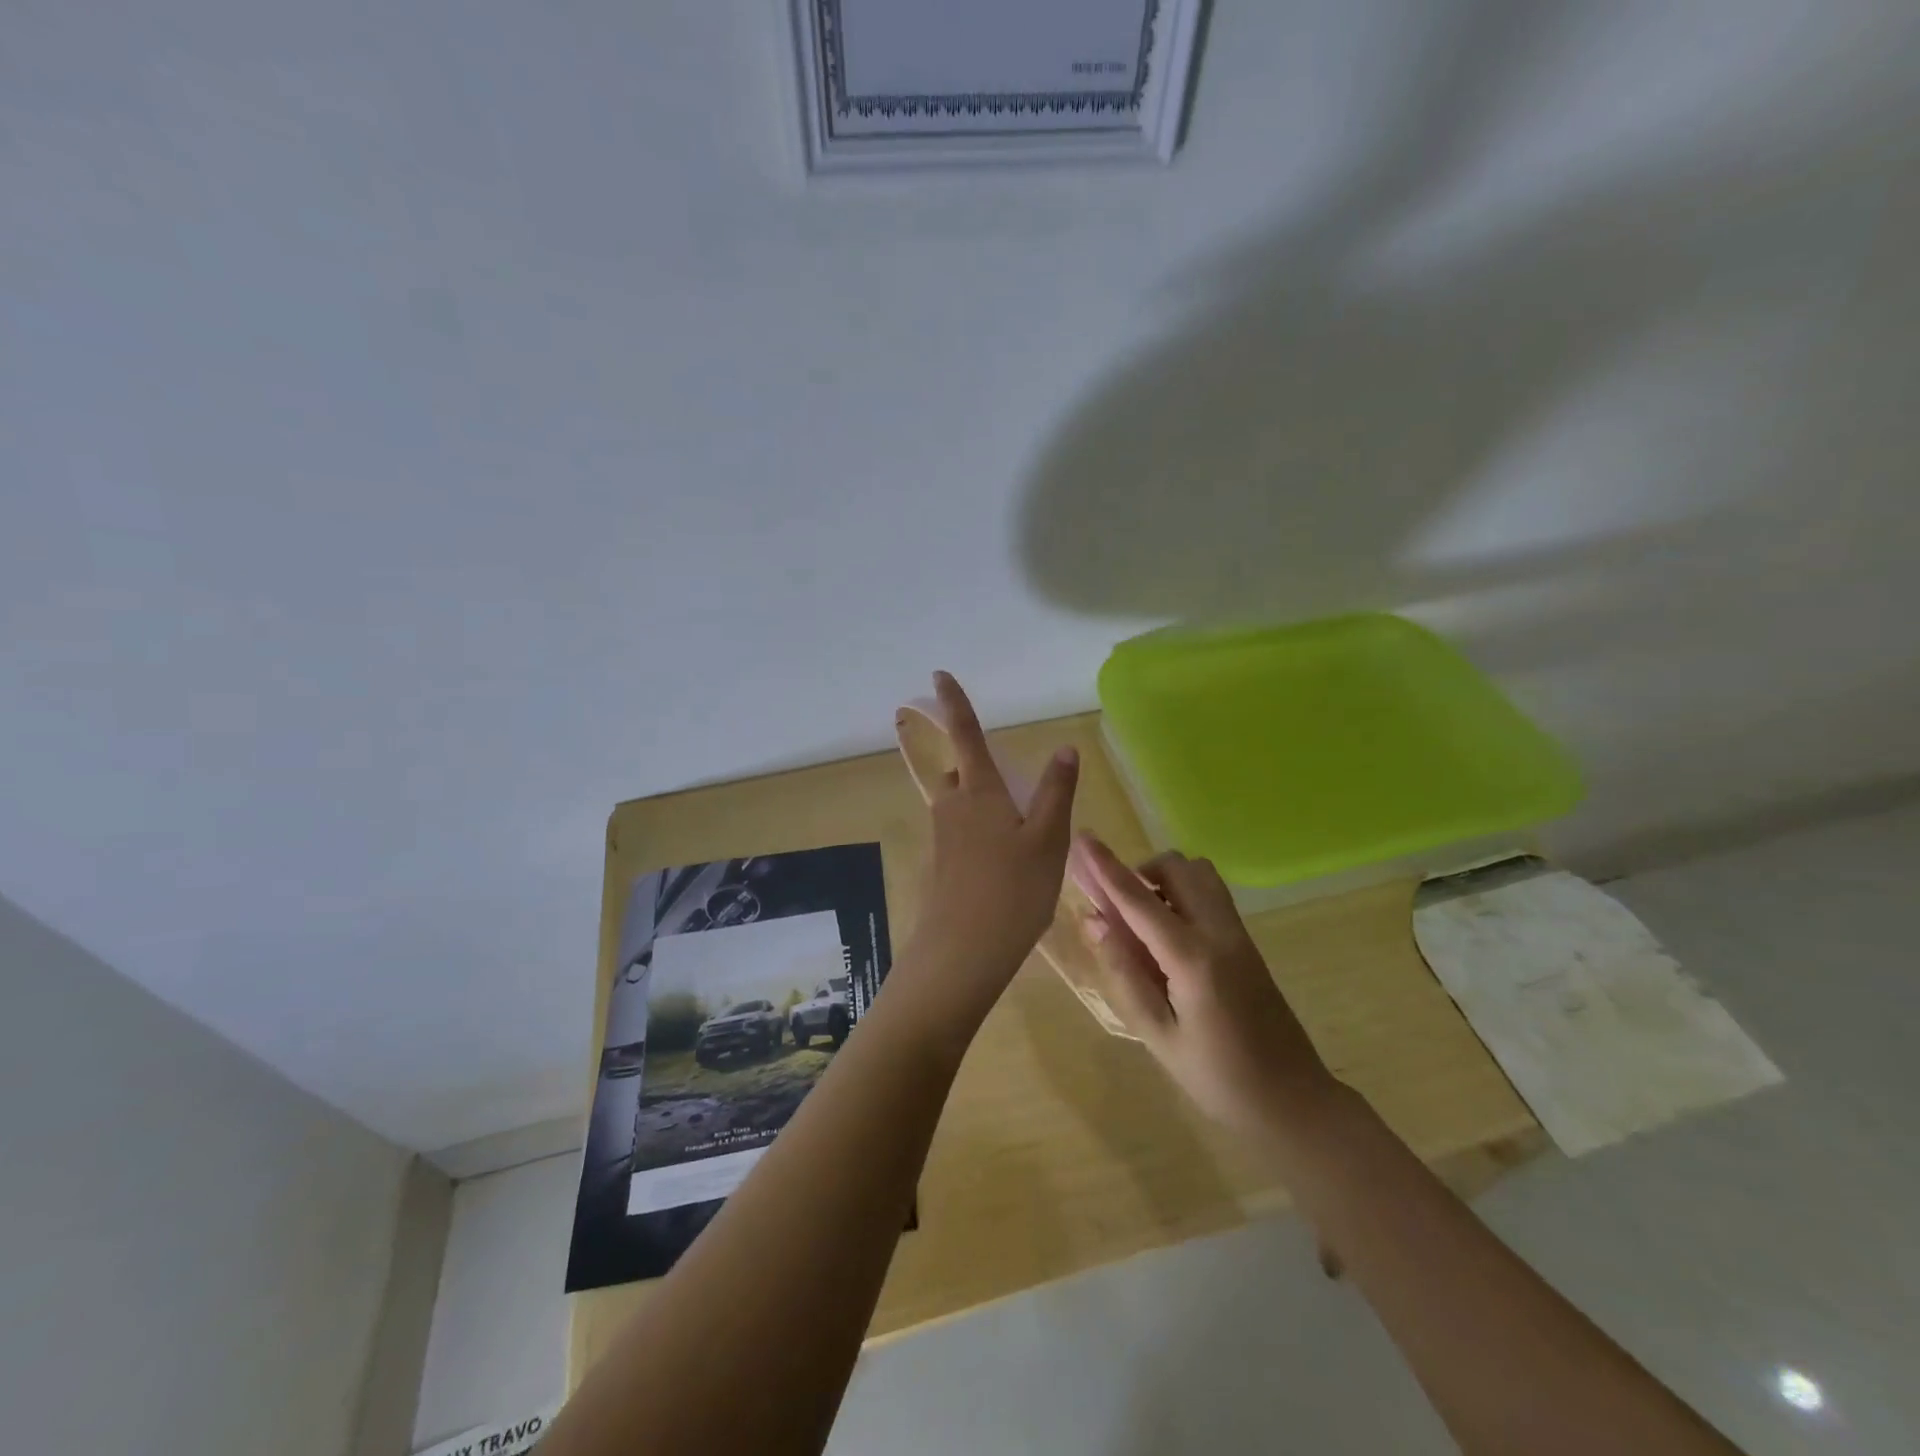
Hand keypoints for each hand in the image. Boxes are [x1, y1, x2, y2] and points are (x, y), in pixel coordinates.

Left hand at [894, 672, 1078, 1031]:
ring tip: (1019, 836)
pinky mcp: (940, 866)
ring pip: (961, 806)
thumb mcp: (1047, 840)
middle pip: (961, 774)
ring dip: (983, 806)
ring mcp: (942, 838)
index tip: (937, 675)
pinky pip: (961, 835)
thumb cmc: (1012, 891)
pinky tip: (1004, 867)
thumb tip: (1064, 748)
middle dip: (978, 771)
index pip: (965, 735)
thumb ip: (1056, 792)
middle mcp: (952, 807)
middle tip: (1012, 791)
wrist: (963, 953)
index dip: (954, 703)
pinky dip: (980, 836)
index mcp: (978, 791)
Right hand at [1071, 834, 1335, 1134]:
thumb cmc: (1218, 1078)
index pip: (1139, 899)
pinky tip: (1168, 936)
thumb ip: (1125, 972)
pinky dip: (1182, 894)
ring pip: (1199, 875)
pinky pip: (1211, 895)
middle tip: (1115, 905)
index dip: (1106, 867)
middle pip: (1177, 868)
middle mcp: (1219, 932)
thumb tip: (1093, 921)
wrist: (1293, 1101)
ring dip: (1164, 880)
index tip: (1082, 838)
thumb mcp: (1158, 1034)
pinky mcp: (1247, 942)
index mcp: (1193, 958)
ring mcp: (1239, 934)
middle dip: (1140, 871)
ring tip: (1142, 919)